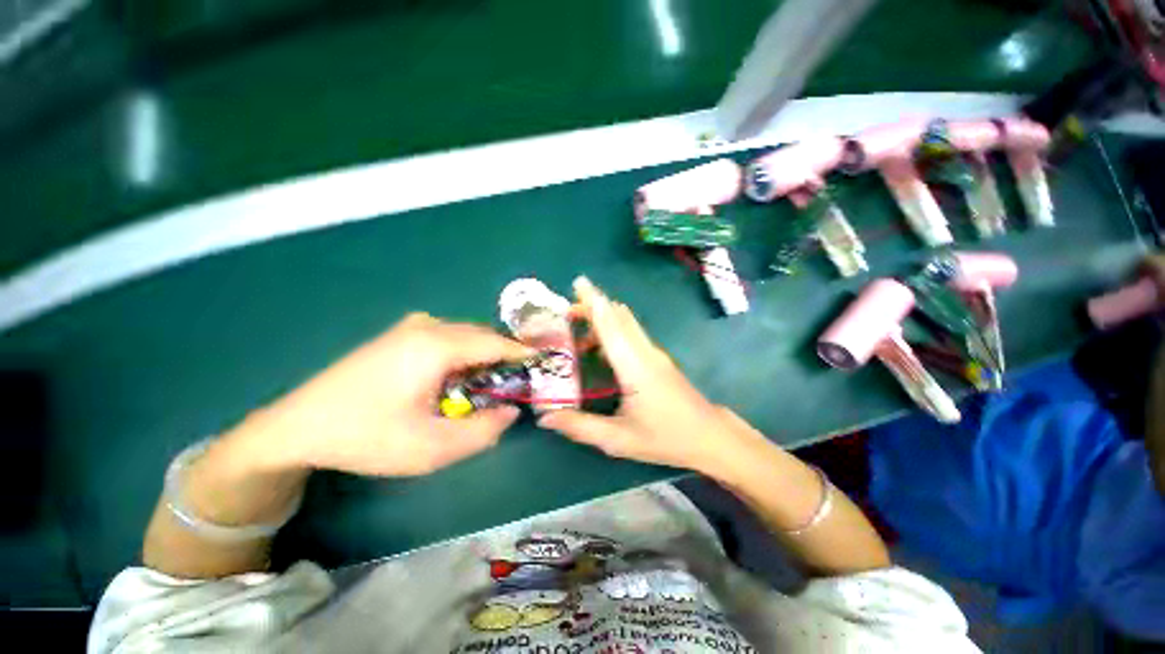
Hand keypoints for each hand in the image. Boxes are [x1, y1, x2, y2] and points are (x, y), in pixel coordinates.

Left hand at [233, 313, 531, 476]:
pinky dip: (463, 354)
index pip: (496, 343)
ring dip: (483, 356)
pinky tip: (455, 378)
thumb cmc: (367, 437)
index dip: (524, 354)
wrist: (297, 427)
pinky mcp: (399, 335)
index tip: (546, 363)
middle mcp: (428, 326)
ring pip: (465, 336)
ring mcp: (410, 327)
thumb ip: (483, 431)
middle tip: (518, 382)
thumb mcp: (432, 448)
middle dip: (504, 356)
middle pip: (482, 336)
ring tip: (489, 384)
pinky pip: (447, 338)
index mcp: (437, 346)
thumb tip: (511, 411)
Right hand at [539, 277, 765, 474]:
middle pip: (618, 316)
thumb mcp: (618, 439)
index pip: (611, 326)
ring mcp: (654, 354)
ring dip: (602, 318)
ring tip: (576, 329)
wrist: (710, 437)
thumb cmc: (666, 438)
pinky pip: (631, 334)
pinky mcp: (657, 359)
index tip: (578, 282)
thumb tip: (545, 417)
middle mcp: (645, 352)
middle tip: (565, 312)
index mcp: (634, 367)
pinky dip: (612, 330)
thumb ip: (580, 427)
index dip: (594, 302)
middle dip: (592, 306)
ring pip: (626, 323)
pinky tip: (598, 348)